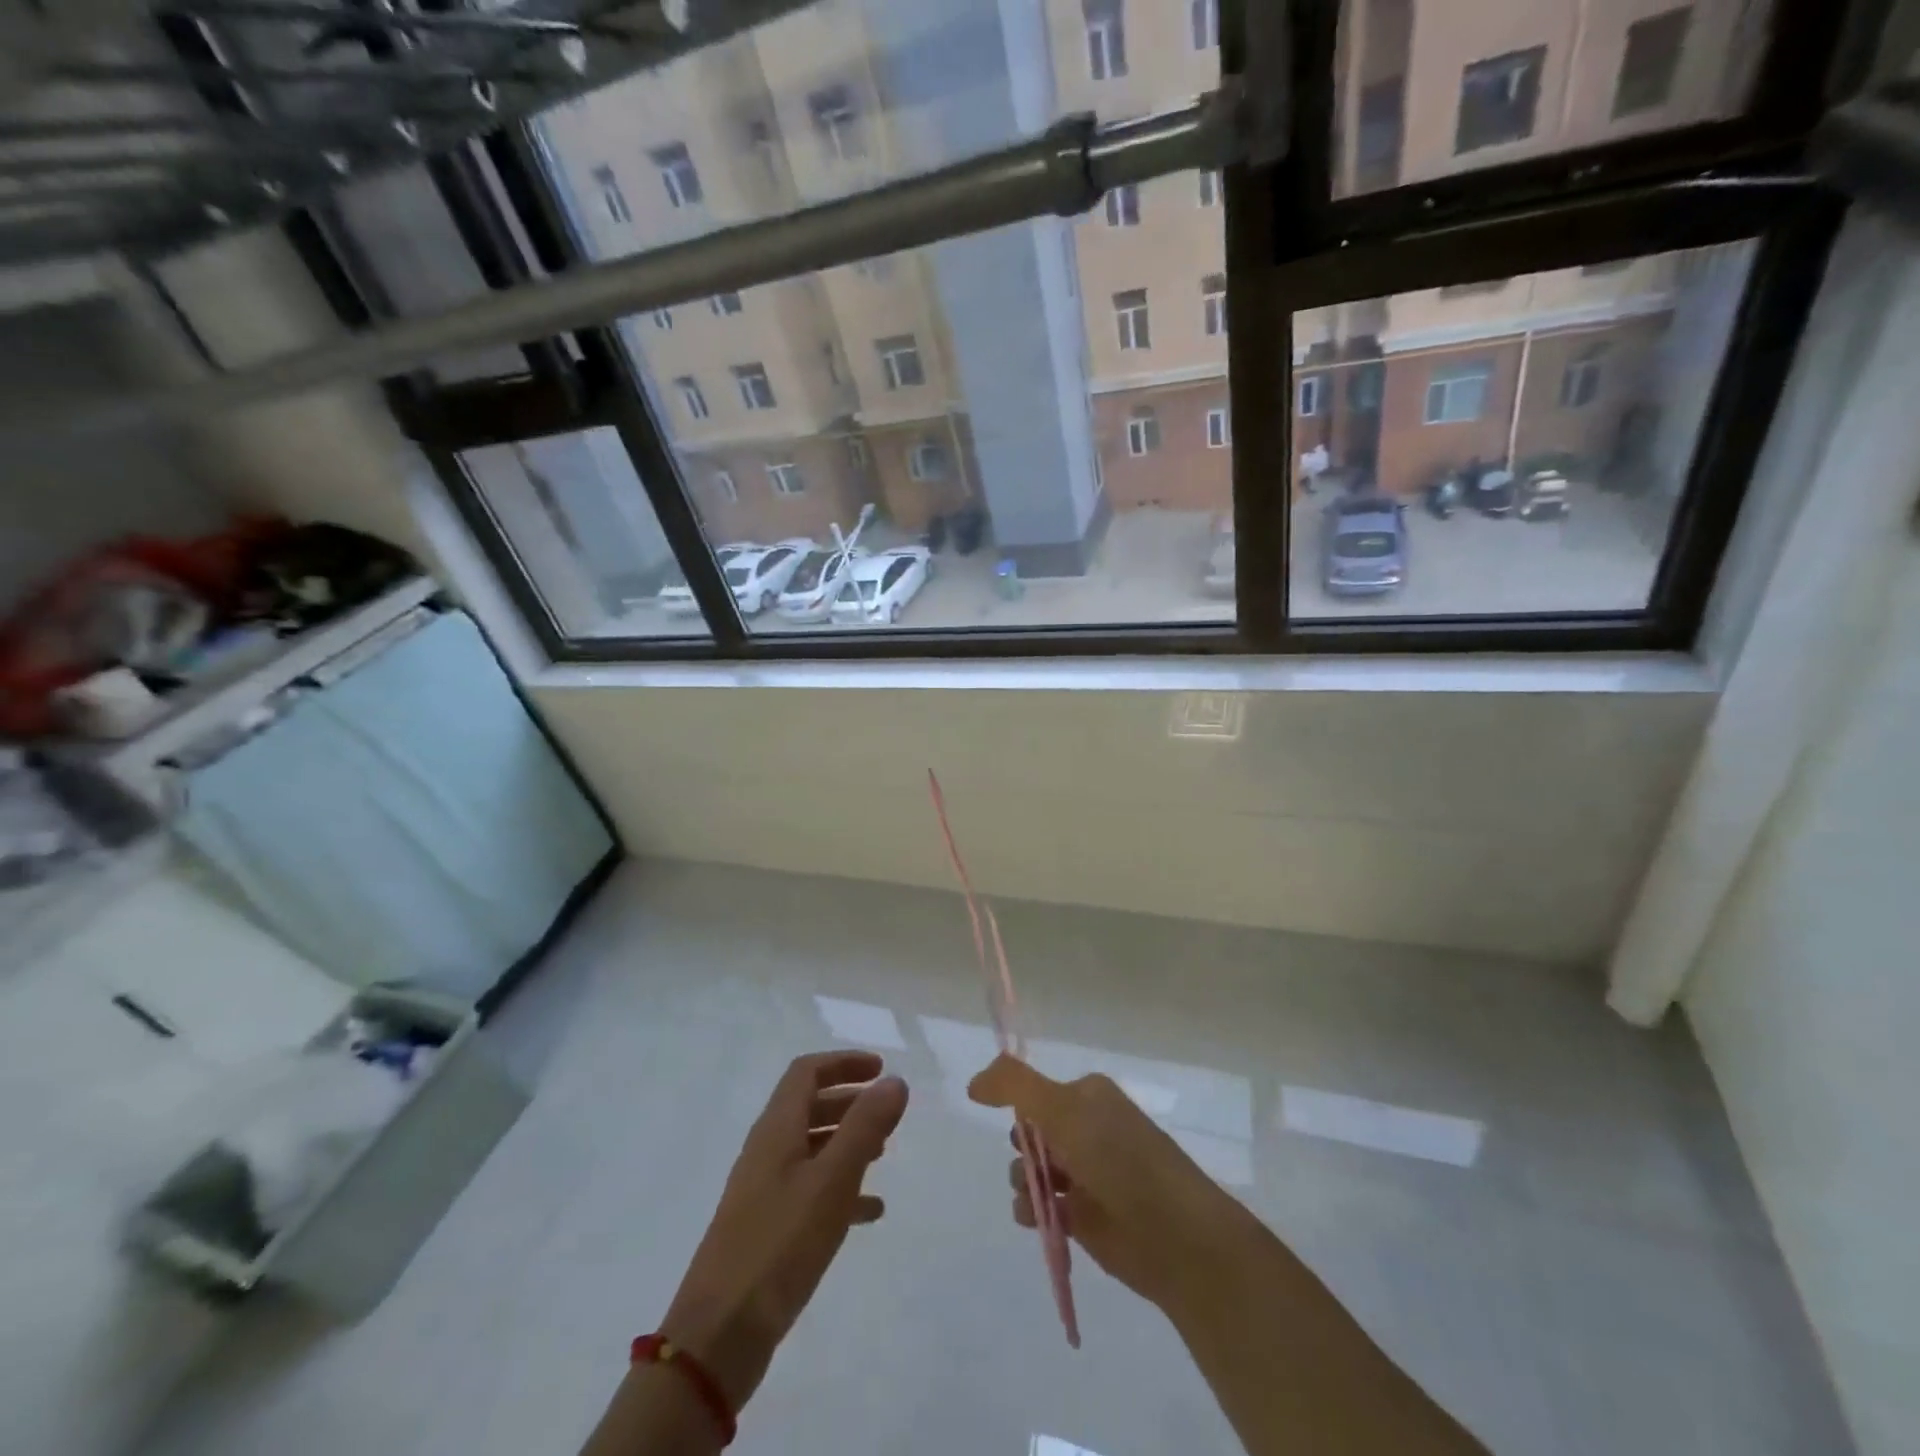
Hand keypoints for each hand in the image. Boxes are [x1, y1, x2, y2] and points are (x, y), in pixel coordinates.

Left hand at [661, 1051, 907, 1412]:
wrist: (719, 1336)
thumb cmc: (779, 1245)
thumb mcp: (832, 1181)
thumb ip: (865, 1127)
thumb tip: (893, 1081)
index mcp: (775, 1130)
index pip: (806, 1072)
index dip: (843, 1063)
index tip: (880, 1069)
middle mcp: (766, 1151)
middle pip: (807, 1106)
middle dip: (848, 1100)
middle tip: (886, 1110)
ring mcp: (763, 1191)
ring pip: (810, 1148)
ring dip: (845, 1141)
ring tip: (883, 1153)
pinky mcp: (766, 1228)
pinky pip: (809, 1190)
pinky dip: (840, 1188)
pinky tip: (869, 1211)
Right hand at [968, 1054, 1246, 1315]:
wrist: (1175, 1236)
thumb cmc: (1120, 1160)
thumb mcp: (1063, 1110)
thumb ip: (1015, 1085)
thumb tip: (974, 1082)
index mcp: (1087, 1095)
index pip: (1034, 1089)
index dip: (1015, 1103)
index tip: (996, 1114)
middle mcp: (1086, 1128)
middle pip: (1029, 1129)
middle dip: (1020, 1145)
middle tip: (1032, 1159)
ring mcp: (1085, 1173)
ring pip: (1030, 1168)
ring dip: (1022, 1179)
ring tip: (1036, 1196)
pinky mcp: (1083, 1216)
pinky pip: (1040, 1205)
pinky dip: (1031, 1210)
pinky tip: (1036, 1218)